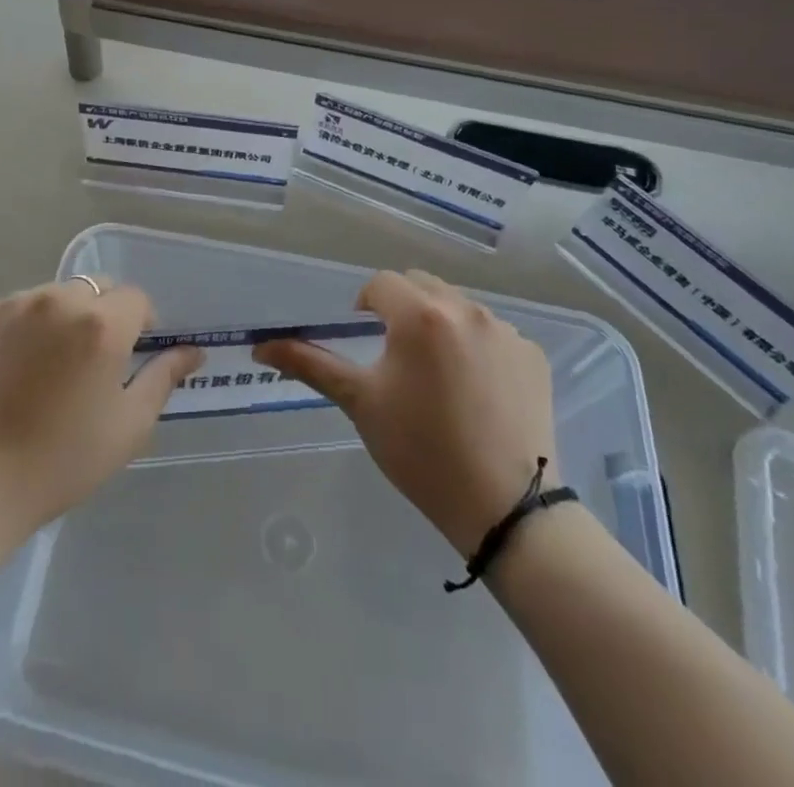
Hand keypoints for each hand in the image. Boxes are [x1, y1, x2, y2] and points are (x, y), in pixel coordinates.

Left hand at [0, 278, 202, 539]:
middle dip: (104, 314)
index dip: (142, 324)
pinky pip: (17, 306)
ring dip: (63, 317)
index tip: (132, 357)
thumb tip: (192, 351)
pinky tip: (13, 367)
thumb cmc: (61, 461)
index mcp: (102, 323)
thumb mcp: (128, 426)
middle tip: (92, 361)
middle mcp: (60, 299)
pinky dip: (24, 325)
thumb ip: (163, 378)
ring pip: (55, 294)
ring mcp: (15, 302)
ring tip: (48, 365)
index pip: (136, 298)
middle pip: (96, 288)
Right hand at [255, 270, 558, 556]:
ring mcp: (506, 331)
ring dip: (440, 324)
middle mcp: (466, 309)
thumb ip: (310, 364)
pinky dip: (477, 347)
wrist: (505, 508)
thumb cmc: (421, 451)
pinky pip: (494, 333)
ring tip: (437, 375)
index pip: (382, 284)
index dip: (366, 305)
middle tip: (396, 353)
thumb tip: (260, 347)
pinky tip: (476, 391)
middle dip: (402, 307)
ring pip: (459, 306)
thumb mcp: (361, 403)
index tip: (365, 338)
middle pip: (422, 285)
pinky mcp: (533, 356)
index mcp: (420, 315)